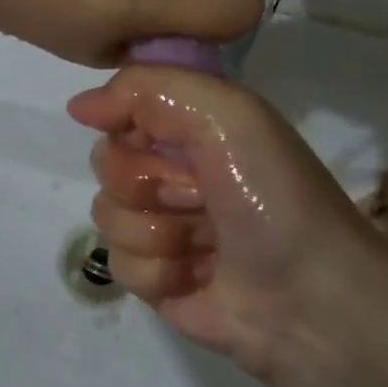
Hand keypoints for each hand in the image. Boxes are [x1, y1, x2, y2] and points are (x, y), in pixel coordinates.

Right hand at [67, 65, 387, 386]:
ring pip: (107, 215)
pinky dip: (158, 272)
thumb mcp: (228, 114)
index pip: (121, 110)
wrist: (309, 298)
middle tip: (200, 197)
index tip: (159, 142)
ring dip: (157, 231)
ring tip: (206, 243)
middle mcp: (175, 170)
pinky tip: (198, 277)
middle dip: (147, 183)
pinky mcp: (156, 276)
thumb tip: (78, 107)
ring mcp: (163, 225)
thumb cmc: (272, 196)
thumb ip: (148, 89)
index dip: (132, 128)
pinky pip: (118, 263)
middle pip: (106, 163)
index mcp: (194, 126)